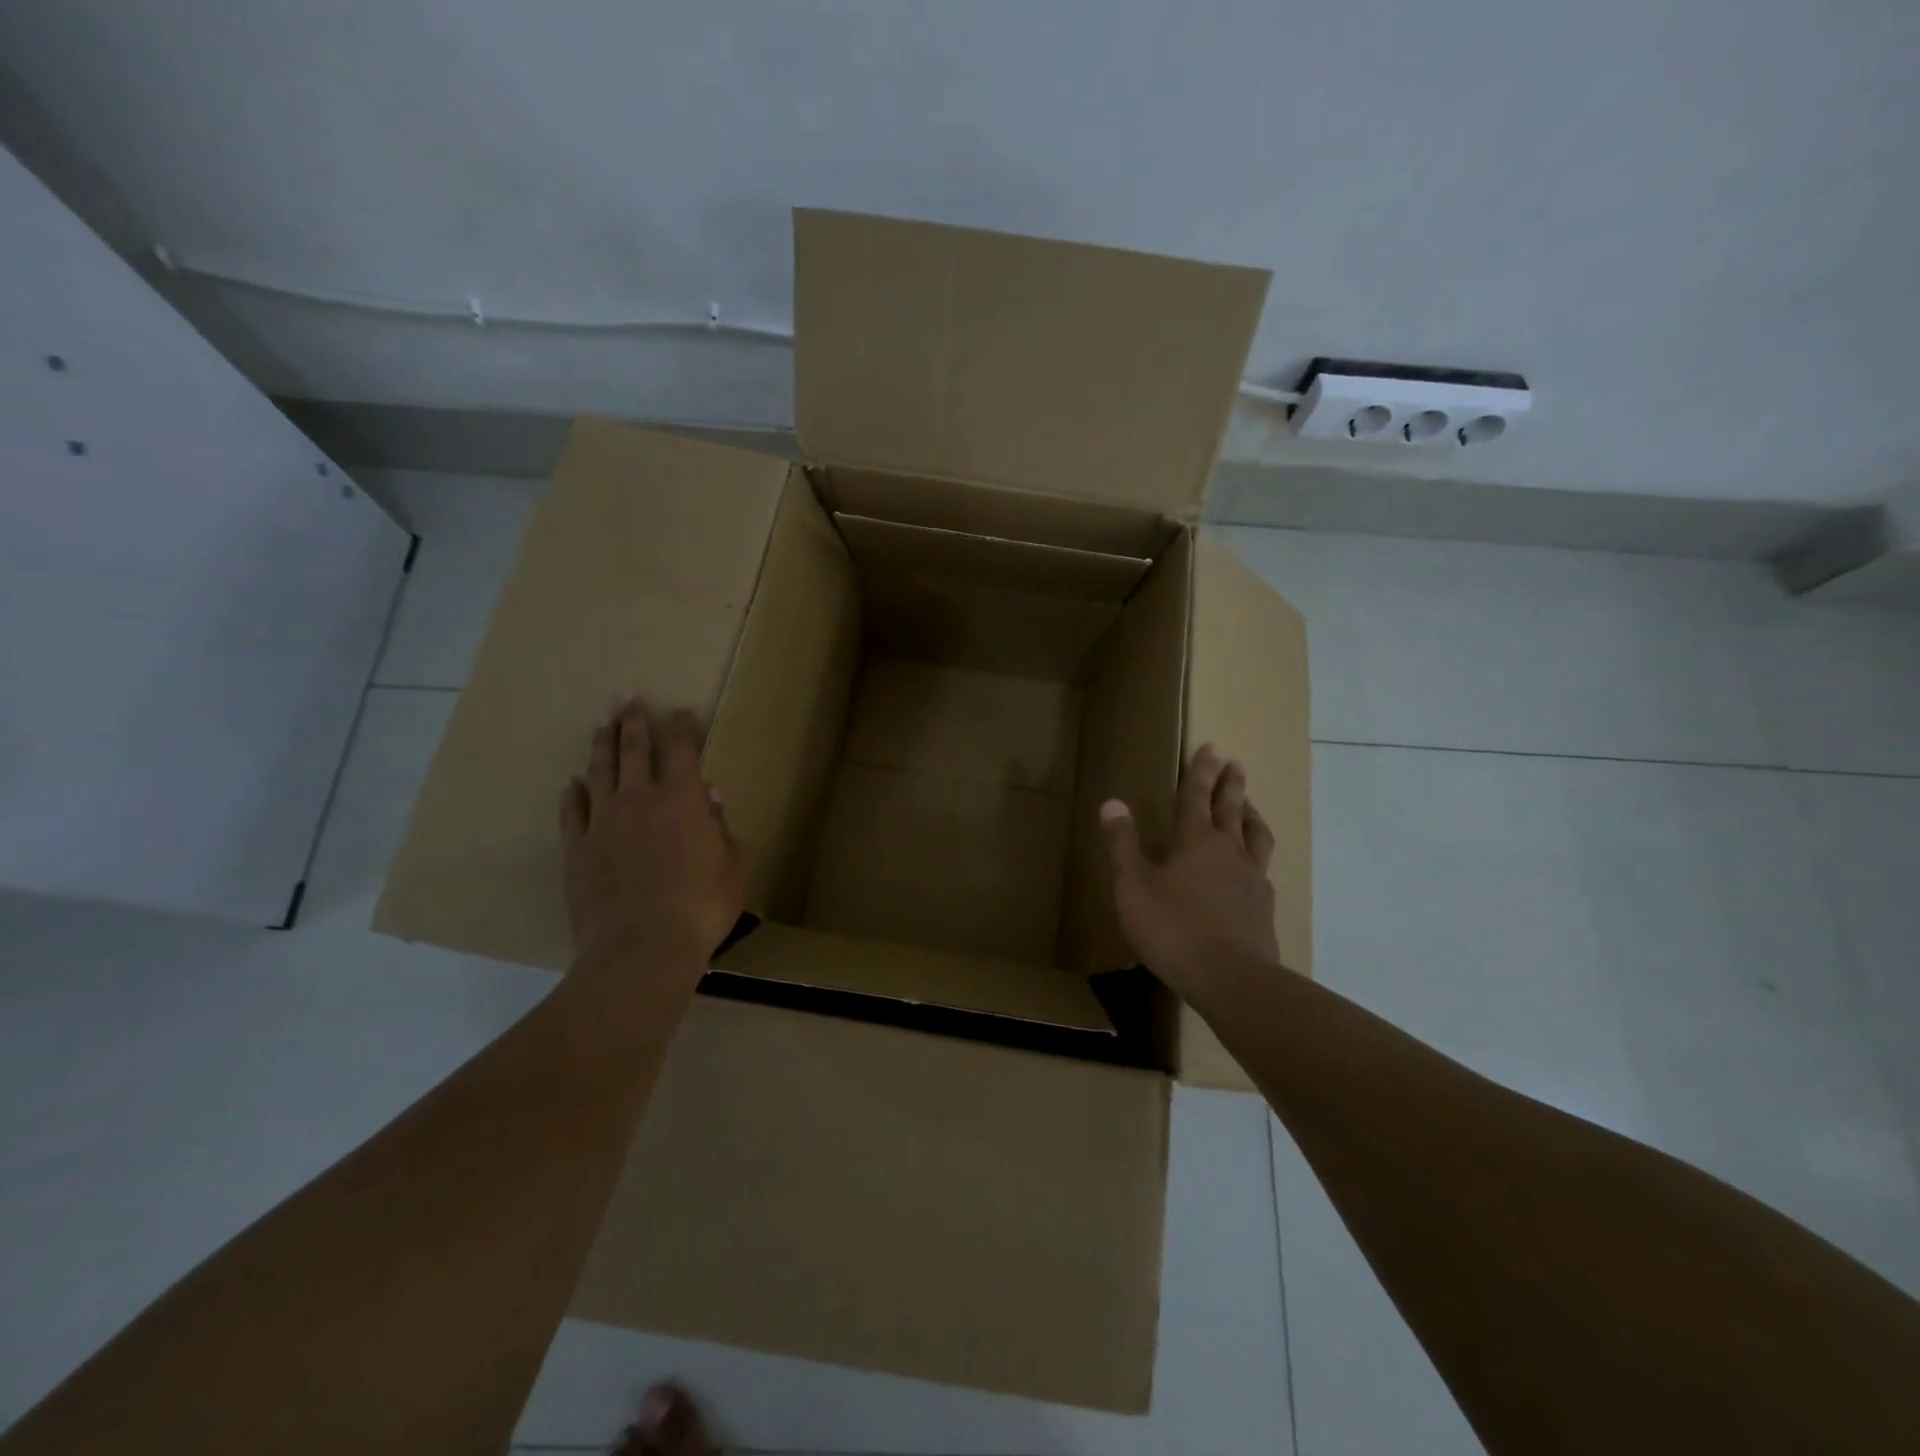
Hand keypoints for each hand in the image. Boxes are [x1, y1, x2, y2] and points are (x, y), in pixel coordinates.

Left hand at [558, 699, 746, 980]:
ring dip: (602, 743)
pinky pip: (573, 810)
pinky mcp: (577, 847)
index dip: (684, 727)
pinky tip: (575, 782)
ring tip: (602, 723)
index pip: (682, 748)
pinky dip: (575, 792)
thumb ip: (722, 827)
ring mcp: (603, 821)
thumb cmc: (702, 906)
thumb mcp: (733, 866)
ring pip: (600, 770)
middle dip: (634, 721)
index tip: (683, 712)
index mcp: (683, 798)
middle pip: (634, 748)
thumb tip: (710, 797)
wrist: (641, 947)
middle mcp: (639, 798)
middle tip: (630, 699)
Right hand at [1100, 745, 1280, 998]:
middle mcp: (1229, 850)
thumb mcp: (1133, 886)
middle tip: (1235, 764)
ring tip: (1250, 805)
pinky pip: (1262, 867)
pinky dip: (1256, 854)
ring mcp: (1252, 878)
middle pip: (1232, 808)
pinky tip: (1254, 865)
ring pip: (1255, 834)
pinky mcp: (1263, 906)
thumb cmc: (1173, 928)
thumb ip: (1123, 844)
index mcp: (1195, 841)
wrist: (1232, 979)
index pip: (1197, 796)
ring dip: (1250, 814)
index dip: (1201, 771)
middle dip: (1231, 784)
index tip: (1211, 747)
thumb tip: (1112, 803)